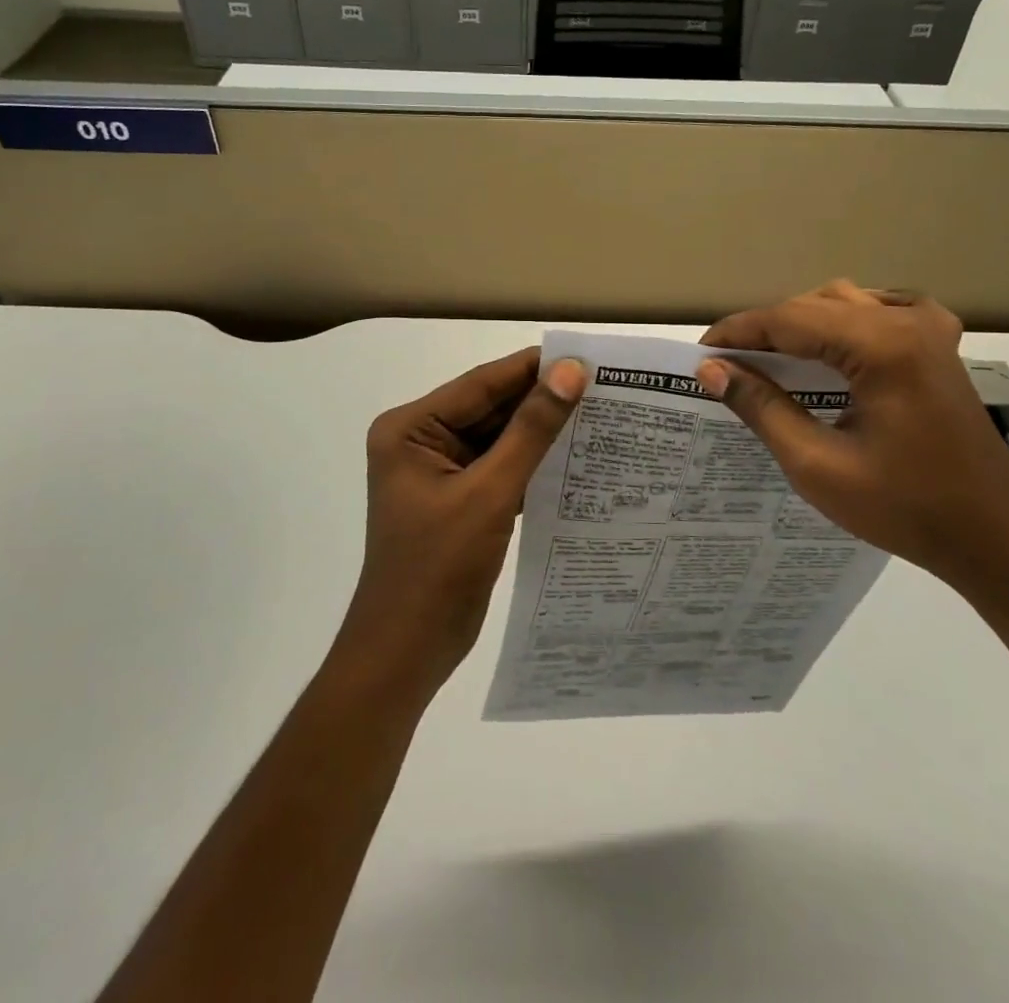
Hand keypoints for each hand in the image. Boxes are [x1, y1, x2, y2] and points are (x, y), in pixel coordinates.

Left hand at [342, 349, 586, 698]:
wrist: (406, 653)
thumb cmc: (438, 568)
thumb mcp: (489, 493)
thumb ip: (531, 431)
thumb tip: (571, 373)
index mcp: (410, 428)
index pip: (480, 384)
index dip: (532, 369)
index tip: (585, 356)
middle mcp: (420, 440)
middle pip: (489, 408)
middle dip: (540, 400)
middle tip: (602, 385)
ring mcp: (438, 471)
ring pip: (497, 438)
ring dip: (539, 431)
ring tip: (598, 414)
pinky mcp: (457, 499)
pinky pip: (499, 466)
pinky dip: (531, 463)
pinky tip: (574, 456)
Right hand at [699, 282, 1008, 609]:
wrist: (995, 539)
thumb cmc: (904, 509)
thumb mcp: (817, 464)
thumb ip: (762, 407)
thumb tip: (712, 369)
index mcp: (883, 346)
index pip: (789, 319)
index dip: (738, 332)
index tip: (699, 353)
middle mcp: (909, 322)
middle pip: (815, 306)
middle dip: (766, 330)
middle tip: (728, 364)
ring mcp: (931, 329)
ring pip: (845, 302)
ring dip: (801, 323)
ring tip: (766, 358)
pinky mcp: (940, 346)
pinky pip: (879, 310)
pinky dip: (844, 320)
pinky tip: (830, 343)